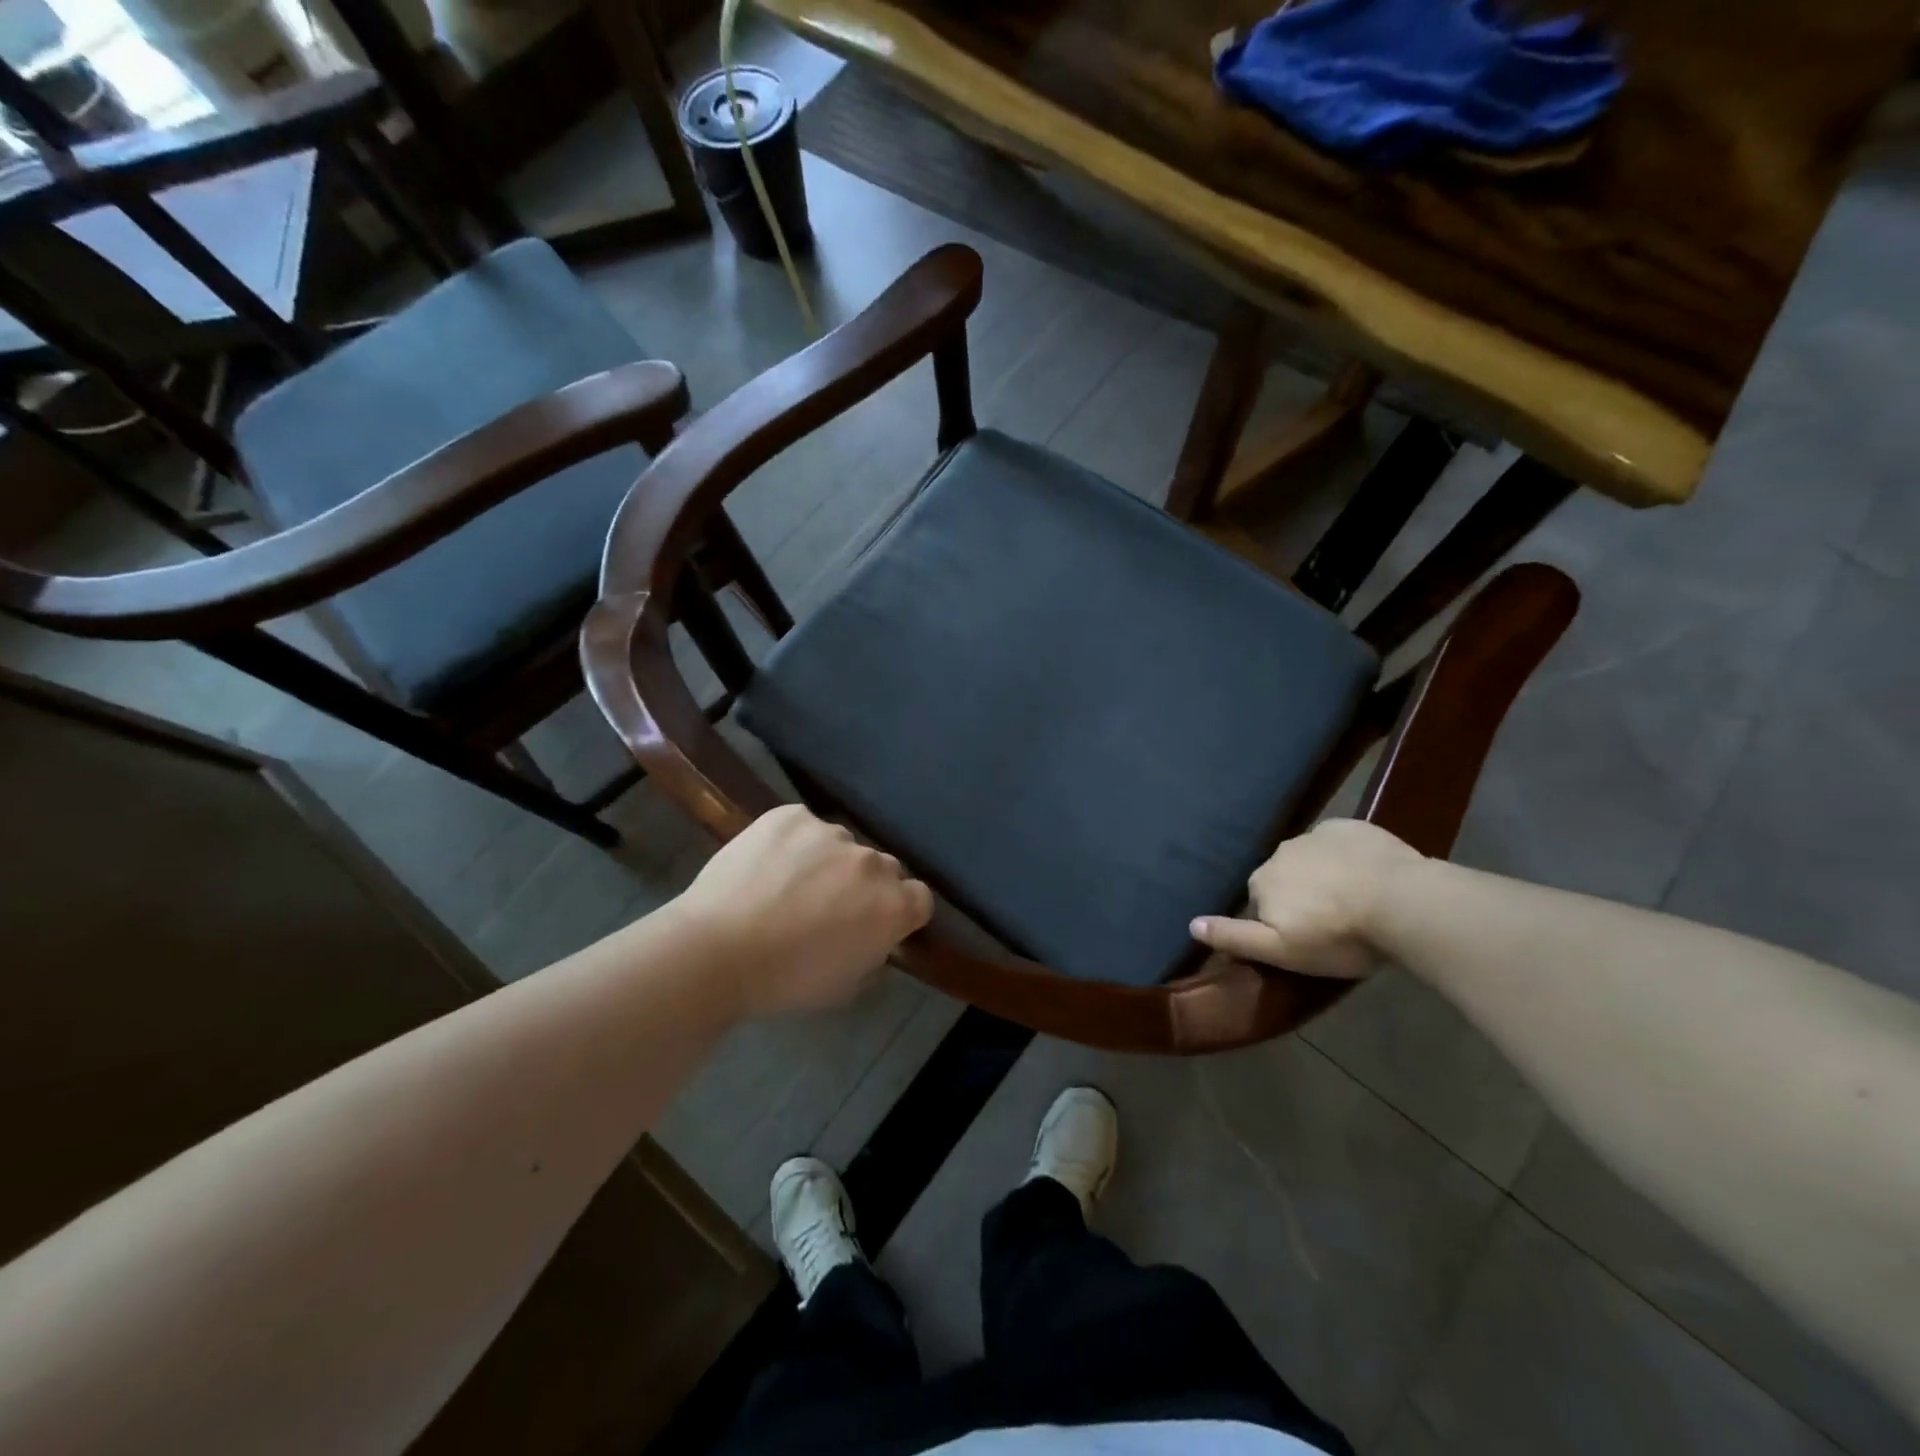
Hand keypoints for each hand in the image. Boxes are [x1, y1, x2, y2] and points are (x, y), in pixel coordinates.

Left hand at [675, 804, 933, 1016]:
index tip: (878, 925)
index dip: (901, 912)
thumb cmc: (785, 981)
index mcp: (892, 906)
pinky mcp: (792, 815)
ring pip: (841, 845)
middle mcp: (871, 862)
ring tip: (788, 885)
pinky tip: (767, 865)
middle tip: (830, 907)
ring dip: (828, 862)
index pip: (920, 898)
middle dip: (865, 885)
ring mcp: (830, 833)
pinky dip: (793, 842)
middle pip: (883, 868)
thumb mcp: (846, 985)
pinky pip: (804, 826)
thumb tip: (873, 937)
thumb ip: (873, 953)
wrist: (717, 950)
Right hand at [1189, 819, 1424, 978]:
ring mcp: (1317, 835)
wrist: (1402, 901)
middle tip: (1333, 924)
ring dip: (1324, 876)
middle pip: (1284, 877)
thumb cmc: (1338, 935)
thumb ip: (1234, 936)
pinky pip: (1341, 843)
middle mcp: (1281, 852)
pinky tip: (1369, 877)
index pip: (1259, 902)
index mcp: (1261, 880)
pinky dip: (1348, 857)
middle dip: (1301, 895)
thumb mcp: (1281, 951)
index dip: (1280, 922)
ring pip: (1312, 859)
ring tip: (1355, 903)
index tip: (1305, 940)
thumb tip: (1190, 924)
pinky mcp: (1352, 826)